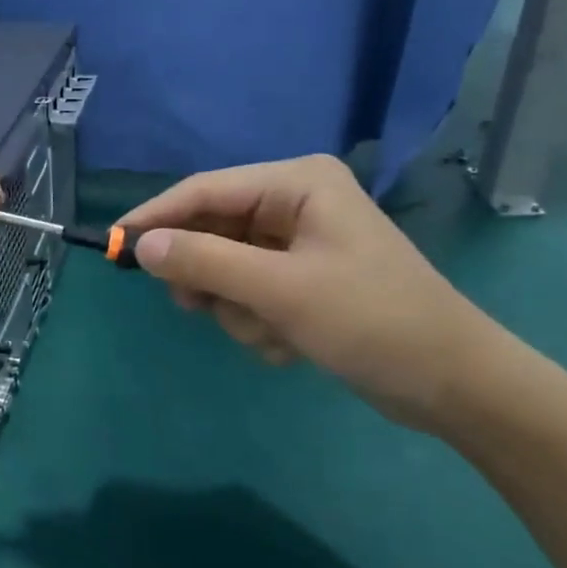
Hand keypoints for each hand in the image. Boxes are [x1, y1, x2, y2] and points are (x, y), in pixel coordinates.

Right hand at [120, 155, 505, 431]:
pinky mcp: (301, 278)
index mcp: (296, 183)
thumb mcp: (279, 290)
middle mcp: (294, 203)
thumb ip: (204, 261)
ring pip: (225, 268)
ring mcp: (298, 242)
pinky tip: (286, 343)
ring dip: (235, 308)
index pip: (204, 191)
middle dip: (208, 277)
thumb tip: (140, 245)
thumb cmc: (371, 322)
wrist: (452, 384)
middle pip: (211, 230)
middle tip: (197, 307)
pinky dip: (255, 321)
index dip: (156, 217)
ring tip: (270, 333)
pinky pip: (248, 291)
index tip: (114, 247)